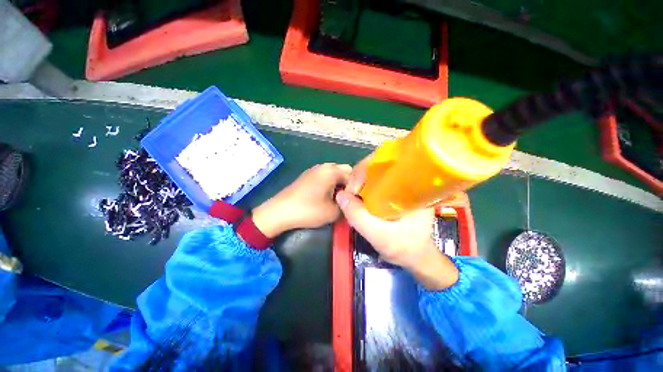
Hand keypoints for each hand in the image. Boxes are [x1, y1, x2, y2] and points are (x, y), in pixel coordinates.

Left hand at [252, 163, 351, 237]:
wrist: (279, 211)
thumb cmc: (308, 210)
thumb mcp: (333, 212)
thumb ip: (347, 206)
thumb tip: (352, 202)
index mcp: (332, 171)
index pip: (354, 175)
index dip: (358, 187)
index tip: (358, 200)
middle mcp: (324, 166)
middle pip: (344, 171)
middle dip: (350, 183)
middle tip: (350, 198)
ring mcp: (314, 170)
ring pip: (334, 173)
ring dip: (340, 183)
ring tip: (341, 198)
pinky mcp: (307, 176)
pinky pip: (325, 176)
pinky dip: (331, 183)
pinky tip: (329, 195)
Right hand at [337, 156, 458, 289]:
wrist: (417, 257)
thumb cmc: (405, 247)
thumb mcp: (380, 236)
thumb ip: (359, 217)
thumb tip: (340, 195)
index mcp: (413, 184)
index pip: (387, 162)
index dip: (365, 170)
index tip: (354, 190)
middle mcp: (407, 179)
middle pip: (377, 165)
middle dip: (358, 176)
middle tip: (349, 194)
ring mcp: (399, 184)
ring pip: (373, 173)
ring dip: (358, 182)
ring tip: (351, 196)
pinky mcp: (392, 191)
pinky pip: (373, 182)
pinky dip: (362, 187)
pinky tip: (356, 198)